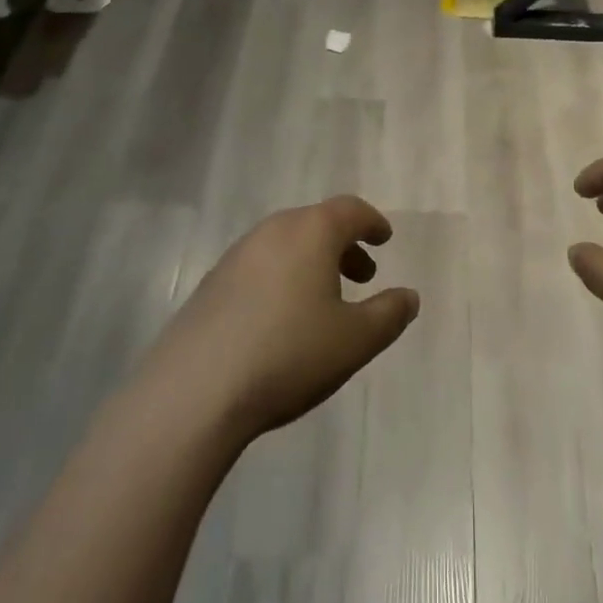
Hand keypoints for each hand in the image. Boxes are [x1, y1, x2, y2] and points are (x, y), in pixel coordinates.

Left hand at [141, 196, 419, 444]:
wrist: (194, 392)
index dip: (372, 222)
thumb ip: (389, 314)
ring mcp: (236, 255)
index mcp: (311, 231)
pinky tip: (281, 321)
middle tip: (362, 275)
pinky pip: (259, 267)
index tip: (384, 238)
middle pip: (316, 224)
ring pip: (286, 245)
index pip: (350, 210)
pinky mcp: (211, 285)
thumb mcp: (354, 340)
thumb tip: (409, 296)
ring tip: (324, 302)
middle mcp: (273, 231)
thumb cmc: (288, 354)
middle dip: (343, 245)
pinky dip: (282, 278)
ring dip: (312, 263)